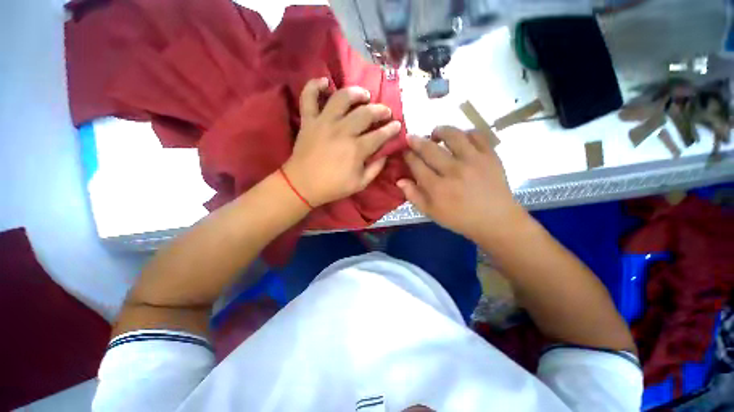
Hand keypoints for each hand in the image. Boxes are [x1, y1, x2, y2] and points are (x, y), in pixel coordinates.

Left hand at [283, 78, 401, 206]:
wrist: (302, 185)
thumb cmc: (333, 187)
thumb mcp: (360, 184)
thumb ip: (376, 169)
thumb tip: (385, 154)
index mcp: (356, 149)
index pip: (380, 135)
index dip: (391, 129)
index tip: (397, 125)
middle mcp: (342, 131)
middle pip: (365, 113)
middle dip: (380, 110)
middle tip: (385, 111)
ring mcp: (324, 123)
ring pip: (342, 98)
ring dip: (356, 93)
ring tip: (364, 95)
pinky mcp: (308, 120)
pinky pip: (309, 97)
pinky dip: (315, 85)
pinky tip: (325, 82)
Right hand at [397, 126, 526, 241]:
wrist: (495, 220)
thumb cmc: (459, 218)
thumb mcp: (431, 212)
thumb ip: (413, 196)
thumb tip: (399, 180)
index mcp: (437, 188)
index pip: (416, 165)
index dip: (407, 155)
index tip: (404, 151)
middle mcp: (453, 171)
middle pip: (429, 148)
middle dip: (416, 141)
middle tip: (411, 138)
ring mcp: (474, 161)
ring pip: (453, 136)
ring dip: (440, 131)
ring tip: (435, 133)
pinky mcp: (490, 156)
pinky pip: (476, 135)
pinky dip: (465, 133)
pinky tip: (460, 138)